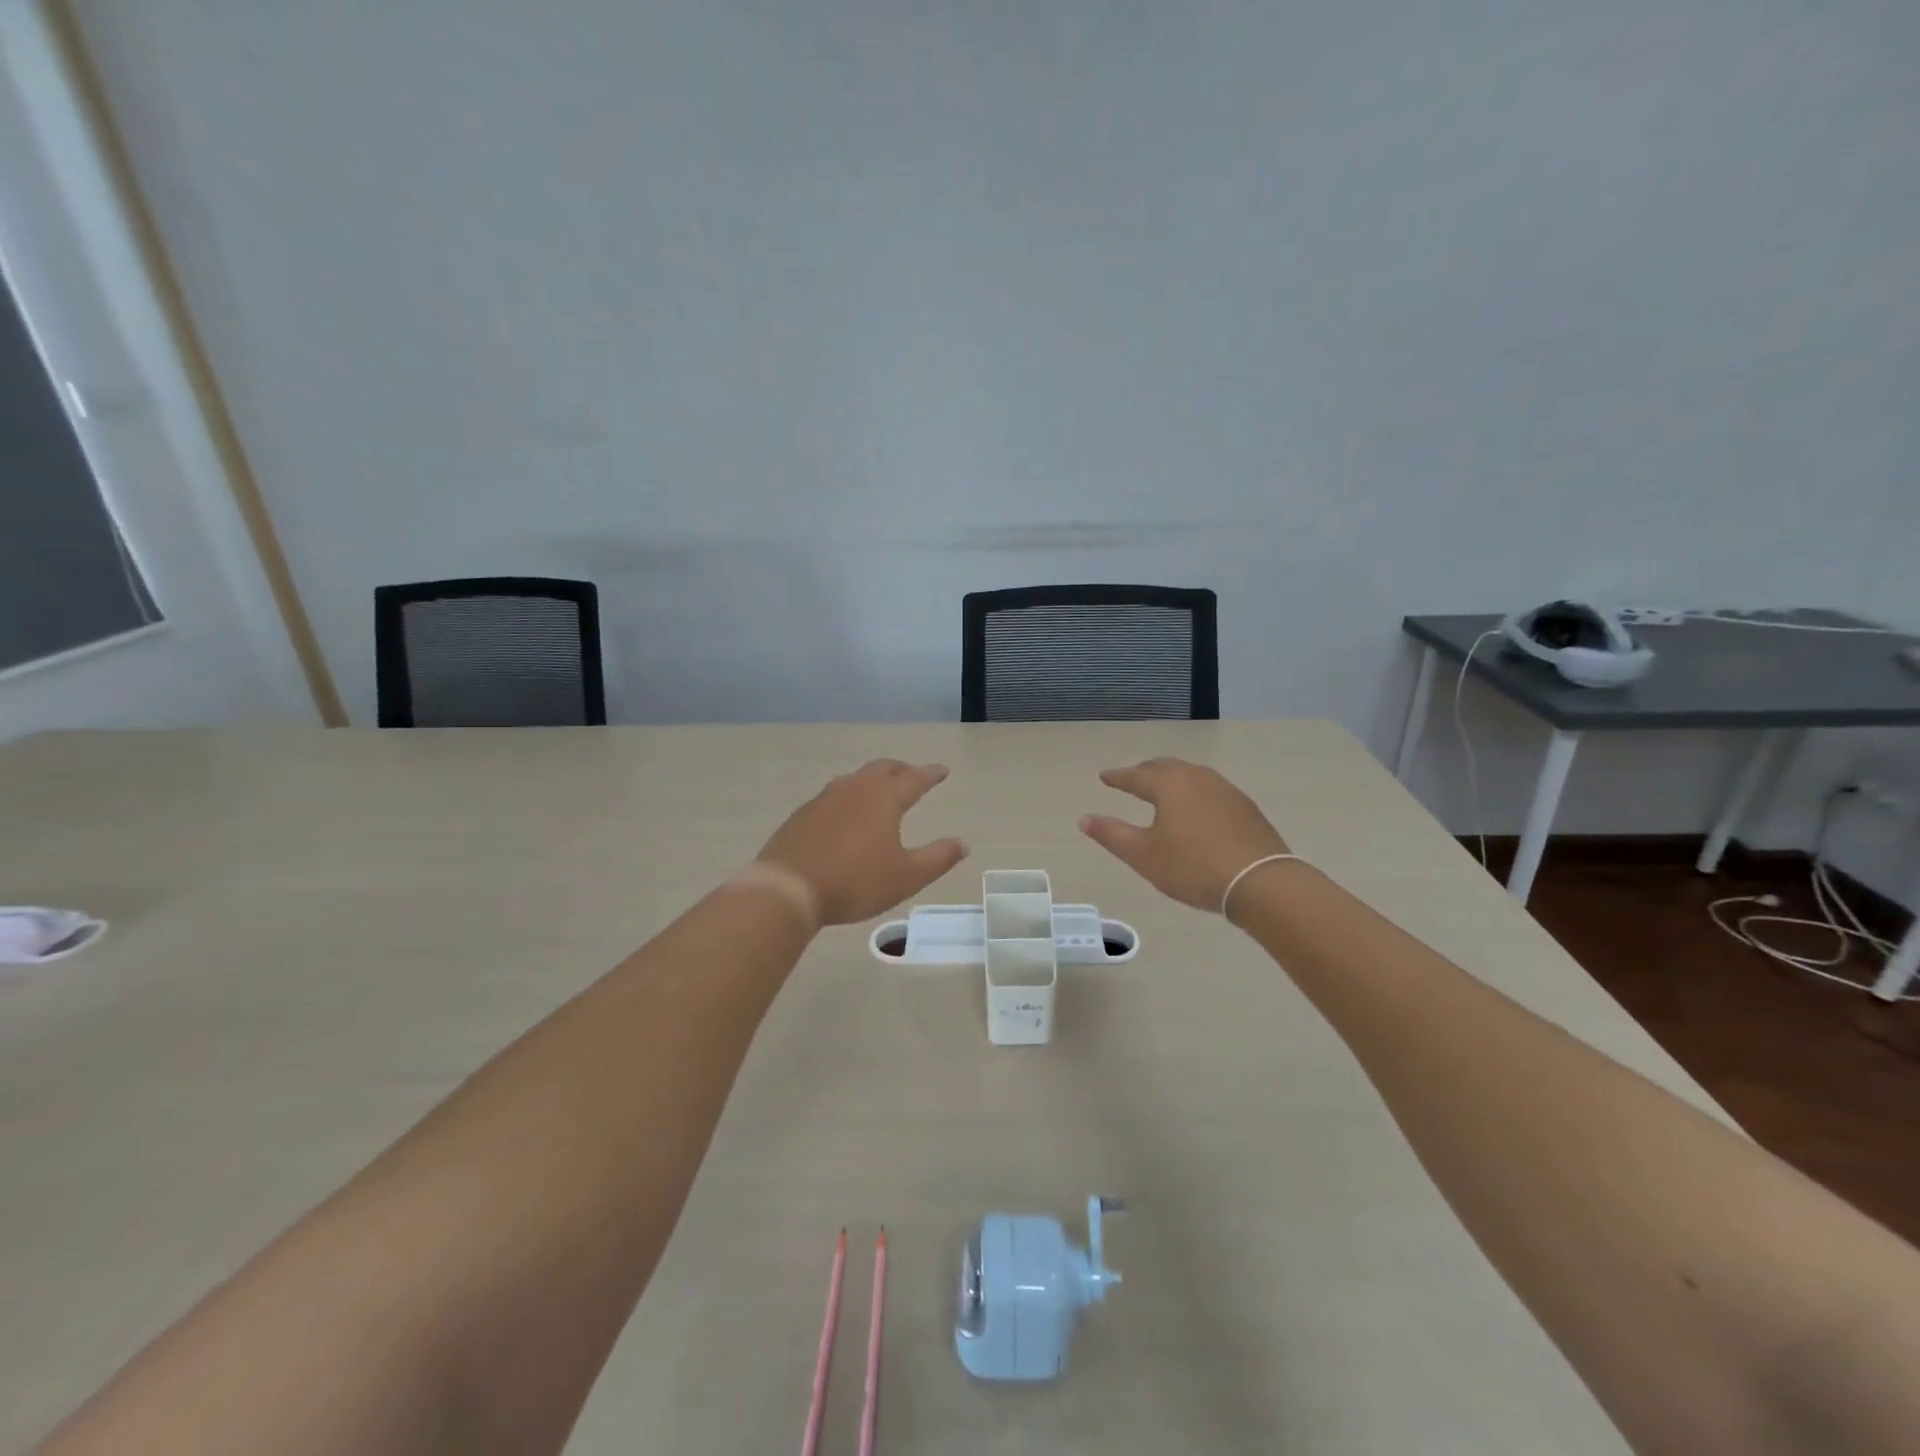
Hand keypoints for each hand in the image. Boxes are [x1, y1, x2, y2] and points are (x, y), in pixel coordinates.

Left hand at [756, 760, 968, 925]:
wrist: (787, 889)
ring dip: (872, 781)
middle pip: (882, 769)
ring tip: (880, 792)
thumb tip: (962, 843)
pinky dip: (848, 799)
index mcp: (883, 798)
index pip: (914, 779)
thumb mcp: (906, 876)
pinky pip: (833, 797)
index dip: (931, 774)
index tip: (942, 770)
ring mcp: (824, 799)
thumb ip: (938, 858)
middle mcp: (854, 789)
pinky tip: (845, 816)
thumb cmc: (855, 881)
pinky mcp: (802, 815)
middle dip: (901, 770)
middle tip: (913, 774)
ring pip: (855, 780)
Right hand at [1080, 758, 1291, 914]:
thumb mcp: (1143, 855)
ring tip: (1161, 792)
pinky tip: (1194, 810)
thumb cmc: (1193, 866)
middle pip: (1165, 768)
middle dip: (1145, 772)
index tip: (1103, 776)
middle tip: (1131, 779)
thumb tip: (1085, 818)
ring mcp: (1225, 790)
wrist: (1261, 882)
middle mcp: (1197, 777)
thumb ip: (1112, 834)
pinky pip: (1209, 791)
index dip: (1117, 777)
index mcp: (1169, 784)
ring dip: (1171, 781)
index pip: (1136, 775)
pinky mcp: (1245, 807)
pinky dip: (1193, 794)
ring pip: (1190, 776)